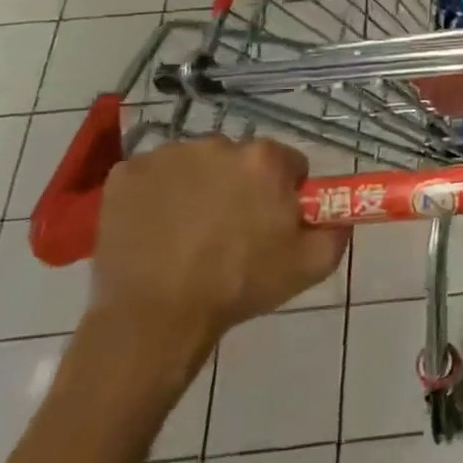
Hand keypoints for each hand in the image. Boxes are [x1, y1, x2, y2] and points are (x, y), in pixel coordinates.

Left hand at [90, 137, 347, 365]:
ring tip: (192, 232)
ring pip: (197, 165)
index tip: (274, 222)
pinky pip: (154, 176)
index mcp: (265, 160)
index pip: (289, 164)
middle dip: (242, 186)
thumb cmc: (240, 286)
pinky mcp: (125, 174)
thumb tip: (338, 214)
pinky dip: (159, 194)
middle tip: (233, 230)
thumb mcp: (313, 264)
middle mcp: (217, 144)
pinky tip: (159, 228)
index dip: (285, 192)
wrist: (156, 317)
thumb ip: (337, 229)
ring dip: (201, 187)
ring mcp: (166, 157)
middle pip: (241, 160)